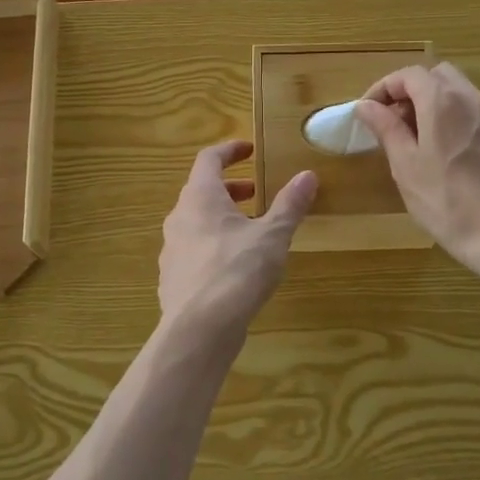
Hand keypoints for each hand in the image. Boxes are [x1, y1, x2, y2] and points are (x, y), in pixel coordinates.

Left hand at [158, 142, 316, 346]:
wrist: (199, 330)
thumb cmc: (237, 271)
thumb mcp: (272, 236)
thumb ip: (289, 205)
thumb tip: (307, 175)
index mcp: (200, 197)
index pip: (209, 159)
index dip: (230, 150)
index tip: (250, 149)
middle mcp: (179, 217)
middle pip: (201, 190)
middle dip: (230, 189)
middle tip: (256, 193)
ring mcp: (172, 249)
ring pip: (196, 222)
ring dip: (222, 218)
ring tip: (251, 231)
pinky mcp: (172, 278)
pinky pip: (193, 250)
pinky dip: (213, 245)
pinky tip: (234, 267)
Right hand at [354, 62, 479, 276]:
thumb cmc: (446, 201)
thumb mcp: (405, 165)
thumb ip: (386, 128)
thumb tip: (366, 105)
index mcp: (442, 101)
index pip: (408, 74)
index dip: (384, 87)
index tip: (369, 112)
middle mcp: (471, 99)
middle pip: (437, 75)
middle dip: (411, 90)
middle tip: (394, 121)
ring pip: (459, 91)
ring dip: (434, 103)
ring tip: (419, 138)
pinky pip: (476, 112)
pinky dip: (455, 117)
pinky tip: (449, 151)